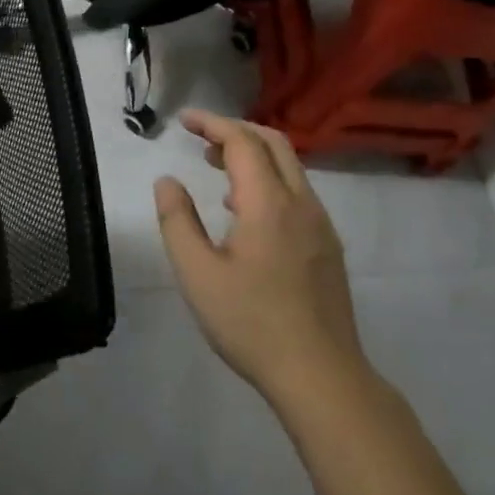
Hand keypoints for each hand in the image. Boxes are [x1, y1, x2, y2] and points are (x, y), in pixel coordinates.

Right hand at [153, 110, 367, 405]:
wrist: (320, 374)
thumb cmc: (250, 322)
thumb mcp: (197, 273)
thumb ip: (177, 220)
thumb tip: (167, 181)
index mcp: (268, 204)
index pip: (242, 142)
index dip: (212, 124)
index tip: (183, 120)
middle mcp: (301, 204)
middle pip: (274, 143)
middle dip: (235, 131)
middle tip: (200, 138)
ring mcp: (320, 225)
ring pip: (290, 168)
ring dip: (253, 155)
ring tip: (216, 169)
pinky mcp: (327, 246)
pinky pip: (297, 193)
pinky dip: (268, 180)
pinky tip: (244, 212)